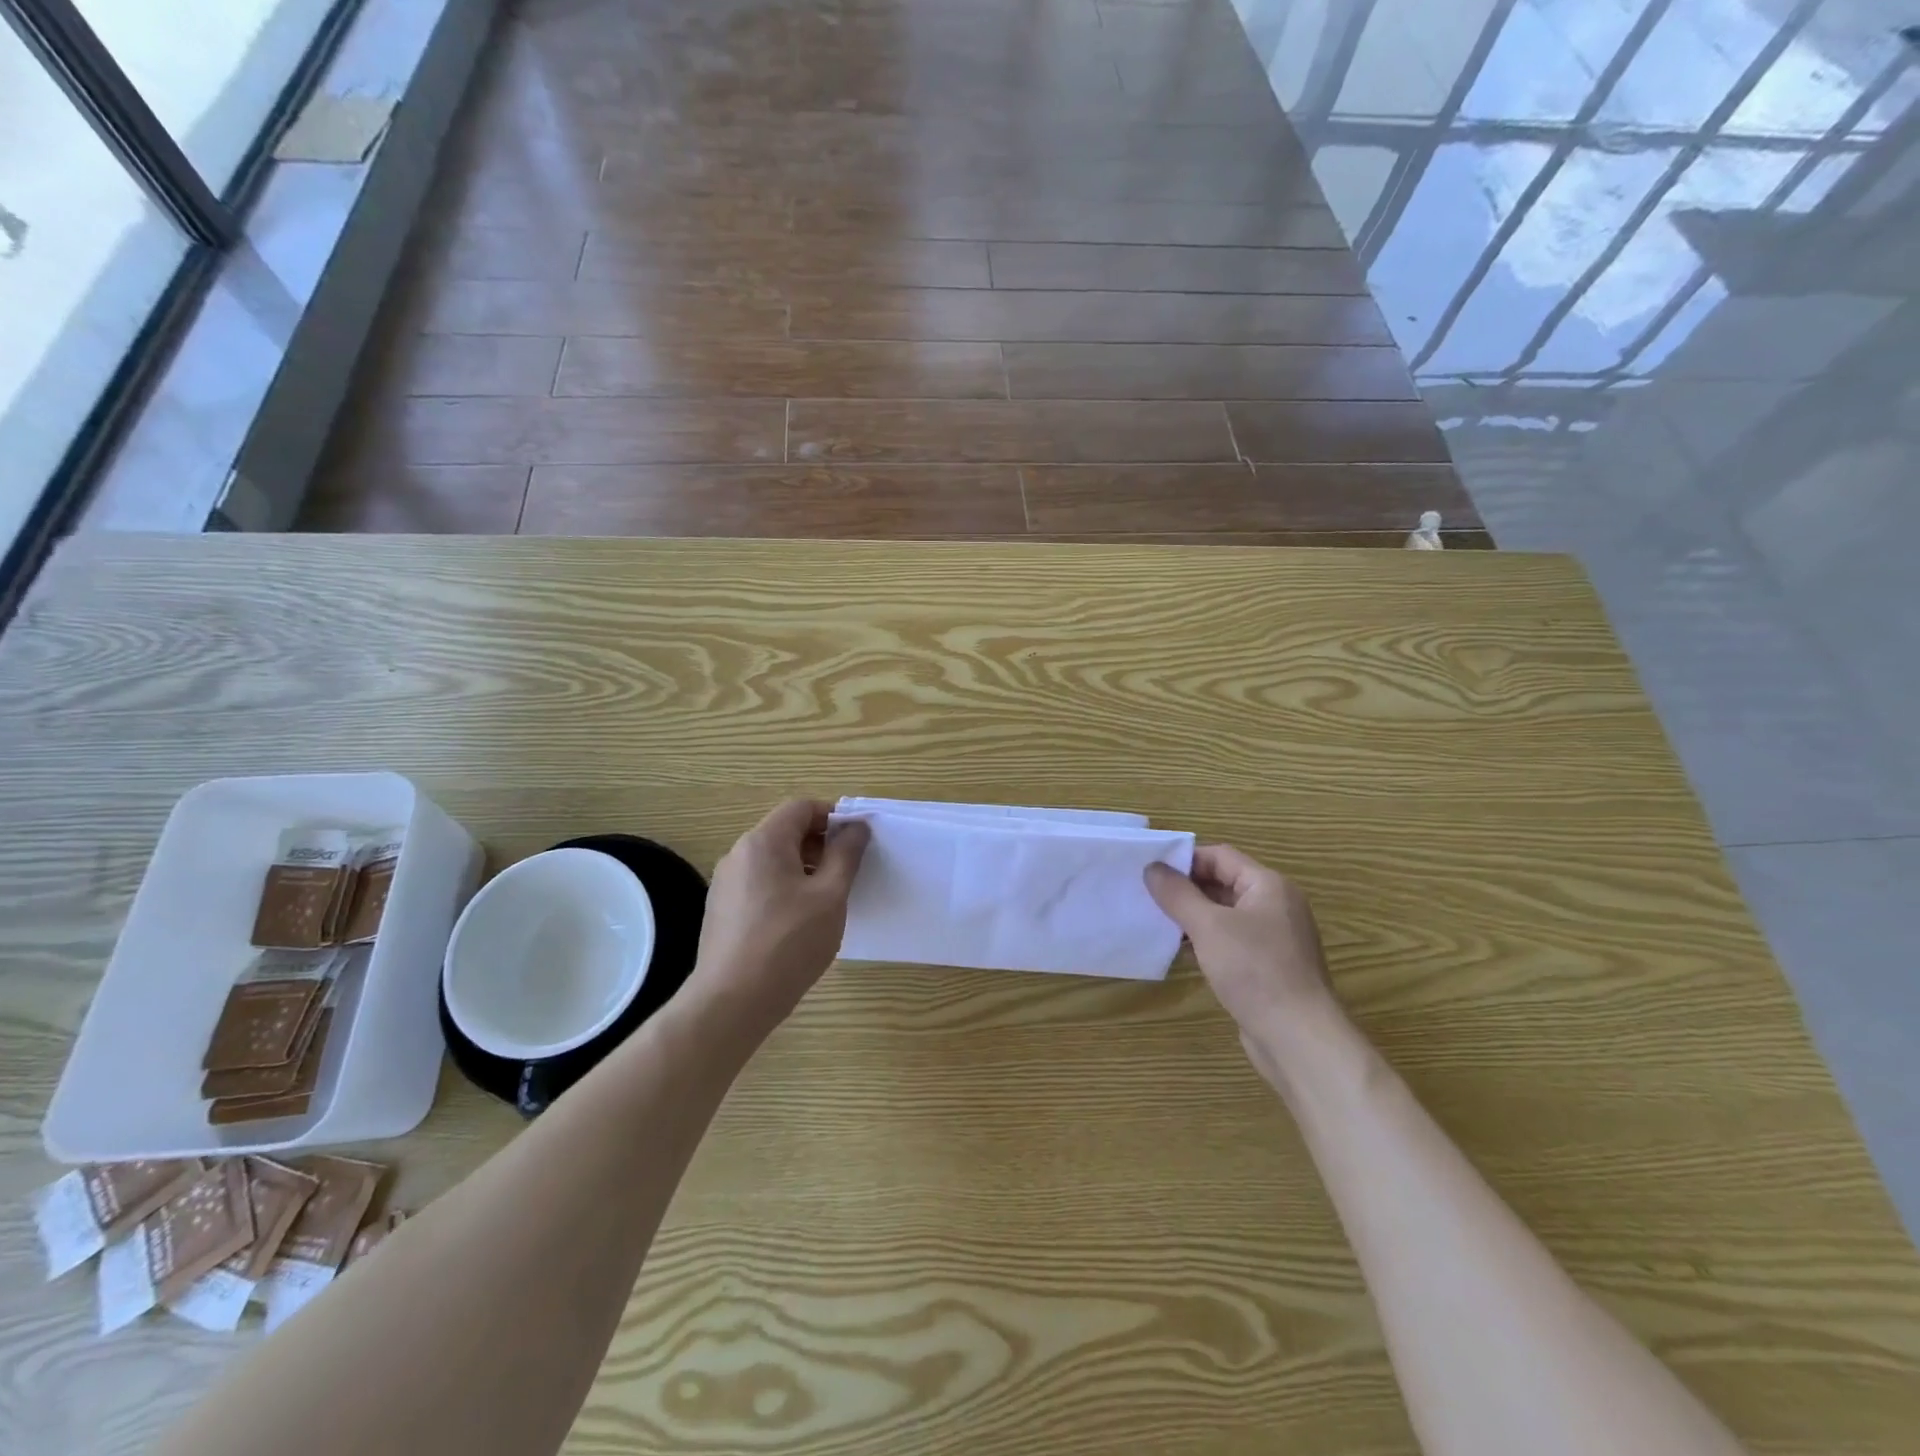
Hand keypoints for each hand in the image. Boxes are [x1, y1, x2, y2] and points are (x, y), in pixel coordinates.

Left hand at [690, 799, 869, 1040]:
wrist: (731, 1001)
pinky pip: (759, 884)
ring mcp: (725, 884)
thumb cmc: (789, 943)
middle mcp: (739, 854)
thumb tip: (856, 827)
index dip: (833, 817)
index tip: (856, 843)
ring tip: (825, 901)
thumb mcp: (830, 896)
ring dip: (803, 868)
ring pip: (772, 860)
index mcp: (763, 842)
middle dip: (820, 844)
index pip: (801, 807)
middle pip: (785, 831)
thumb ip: (846, 855)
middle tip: (846, 874)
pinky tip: (798, 923)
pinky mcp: (722, 910)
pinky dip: (784, 889)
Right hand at [1145, 846, 1339, 1080]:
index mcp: (1268, 886)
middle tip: (1147, 895)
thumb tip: (1152, 868)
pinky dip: (1205, 941)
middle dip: (1185, 888)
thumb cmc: (1255, 970)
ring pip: (1224, 915)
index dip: (1185, 860)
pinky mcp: (1267, 967)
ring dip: (1192, 916)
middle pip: (1223, 883)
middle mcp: (1275, 906)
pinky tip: (1180, 951)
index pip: (1220, 856)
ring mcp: (1273, 938)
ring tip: (1156, 921)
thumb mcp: (1208, 926)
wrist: (1298, 1038)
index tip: (1150, 870)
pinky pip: (1230, 941)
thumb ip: (1178, 894)